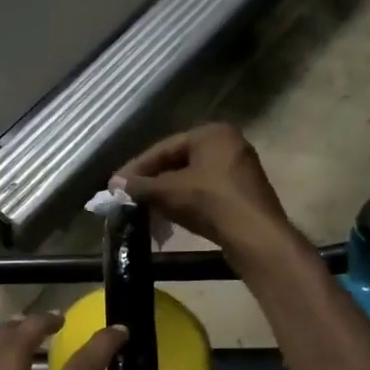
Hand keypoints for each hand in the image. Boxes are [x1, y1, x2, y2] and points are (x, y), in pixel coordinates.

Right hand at [113, 123, 294, 259]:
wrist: (254, 236)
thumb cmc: (210, 202)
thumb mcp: (168, 191)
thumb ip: (140, 185)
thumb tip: (114, 184)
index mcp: (212, 133)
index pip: (165, 147)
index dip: (138, 166)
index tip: (117, 183)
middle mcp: (229, 144)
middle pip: (179, 161)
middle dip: (153, 179)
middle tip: (130, 195)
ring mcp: (240, 169)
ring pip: (193, 177)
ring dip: (168, 192)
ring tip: (145, 206)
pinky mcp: (244, 193)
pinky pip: (207, 191)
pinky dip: (187, 200)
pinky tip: (171, 214)